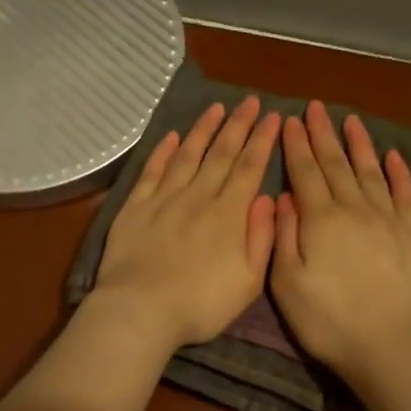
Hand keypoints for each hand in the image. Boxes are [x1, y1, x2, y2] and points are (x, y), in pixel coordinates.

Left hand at [93, 96, 281, 351]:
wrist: (141, 309)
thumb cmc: (201, 304)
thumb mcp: (249, 281)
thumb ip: (262, 237)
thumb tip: (268, 198)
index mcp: (229, 214)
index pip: (250, 167)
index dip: (263, 140)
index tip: (273, 116)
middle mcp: (199, 196)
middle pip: (222, 153)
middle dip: (239, 124)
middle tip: (250, 100)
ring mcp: (164, 198)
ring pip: (188, 154)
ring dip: (203, 129)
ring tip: (217, 107)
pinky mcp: (136, 205)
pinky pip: (152, 170)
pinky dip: (163, 151)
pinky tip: (172, 136)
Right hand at [271, 100, 410, 382]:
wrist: (390, 349)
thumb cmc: (328, 322)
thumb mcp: (287, 284)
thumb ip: (283, 236)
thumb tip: (284, 197)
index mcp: (321, 220)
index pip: (305, 172)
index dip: (296, 145)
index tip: (289, 120)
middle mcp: (355, 210)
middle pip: (336, 164)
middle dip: (323, 134)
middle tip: (315, 107)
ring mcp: (389, 220)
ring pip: (370, 172)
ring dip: (358, 144)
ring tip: (350, 120)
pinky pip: (405, 195)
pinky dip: (398, 173)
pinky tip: (392, 156)